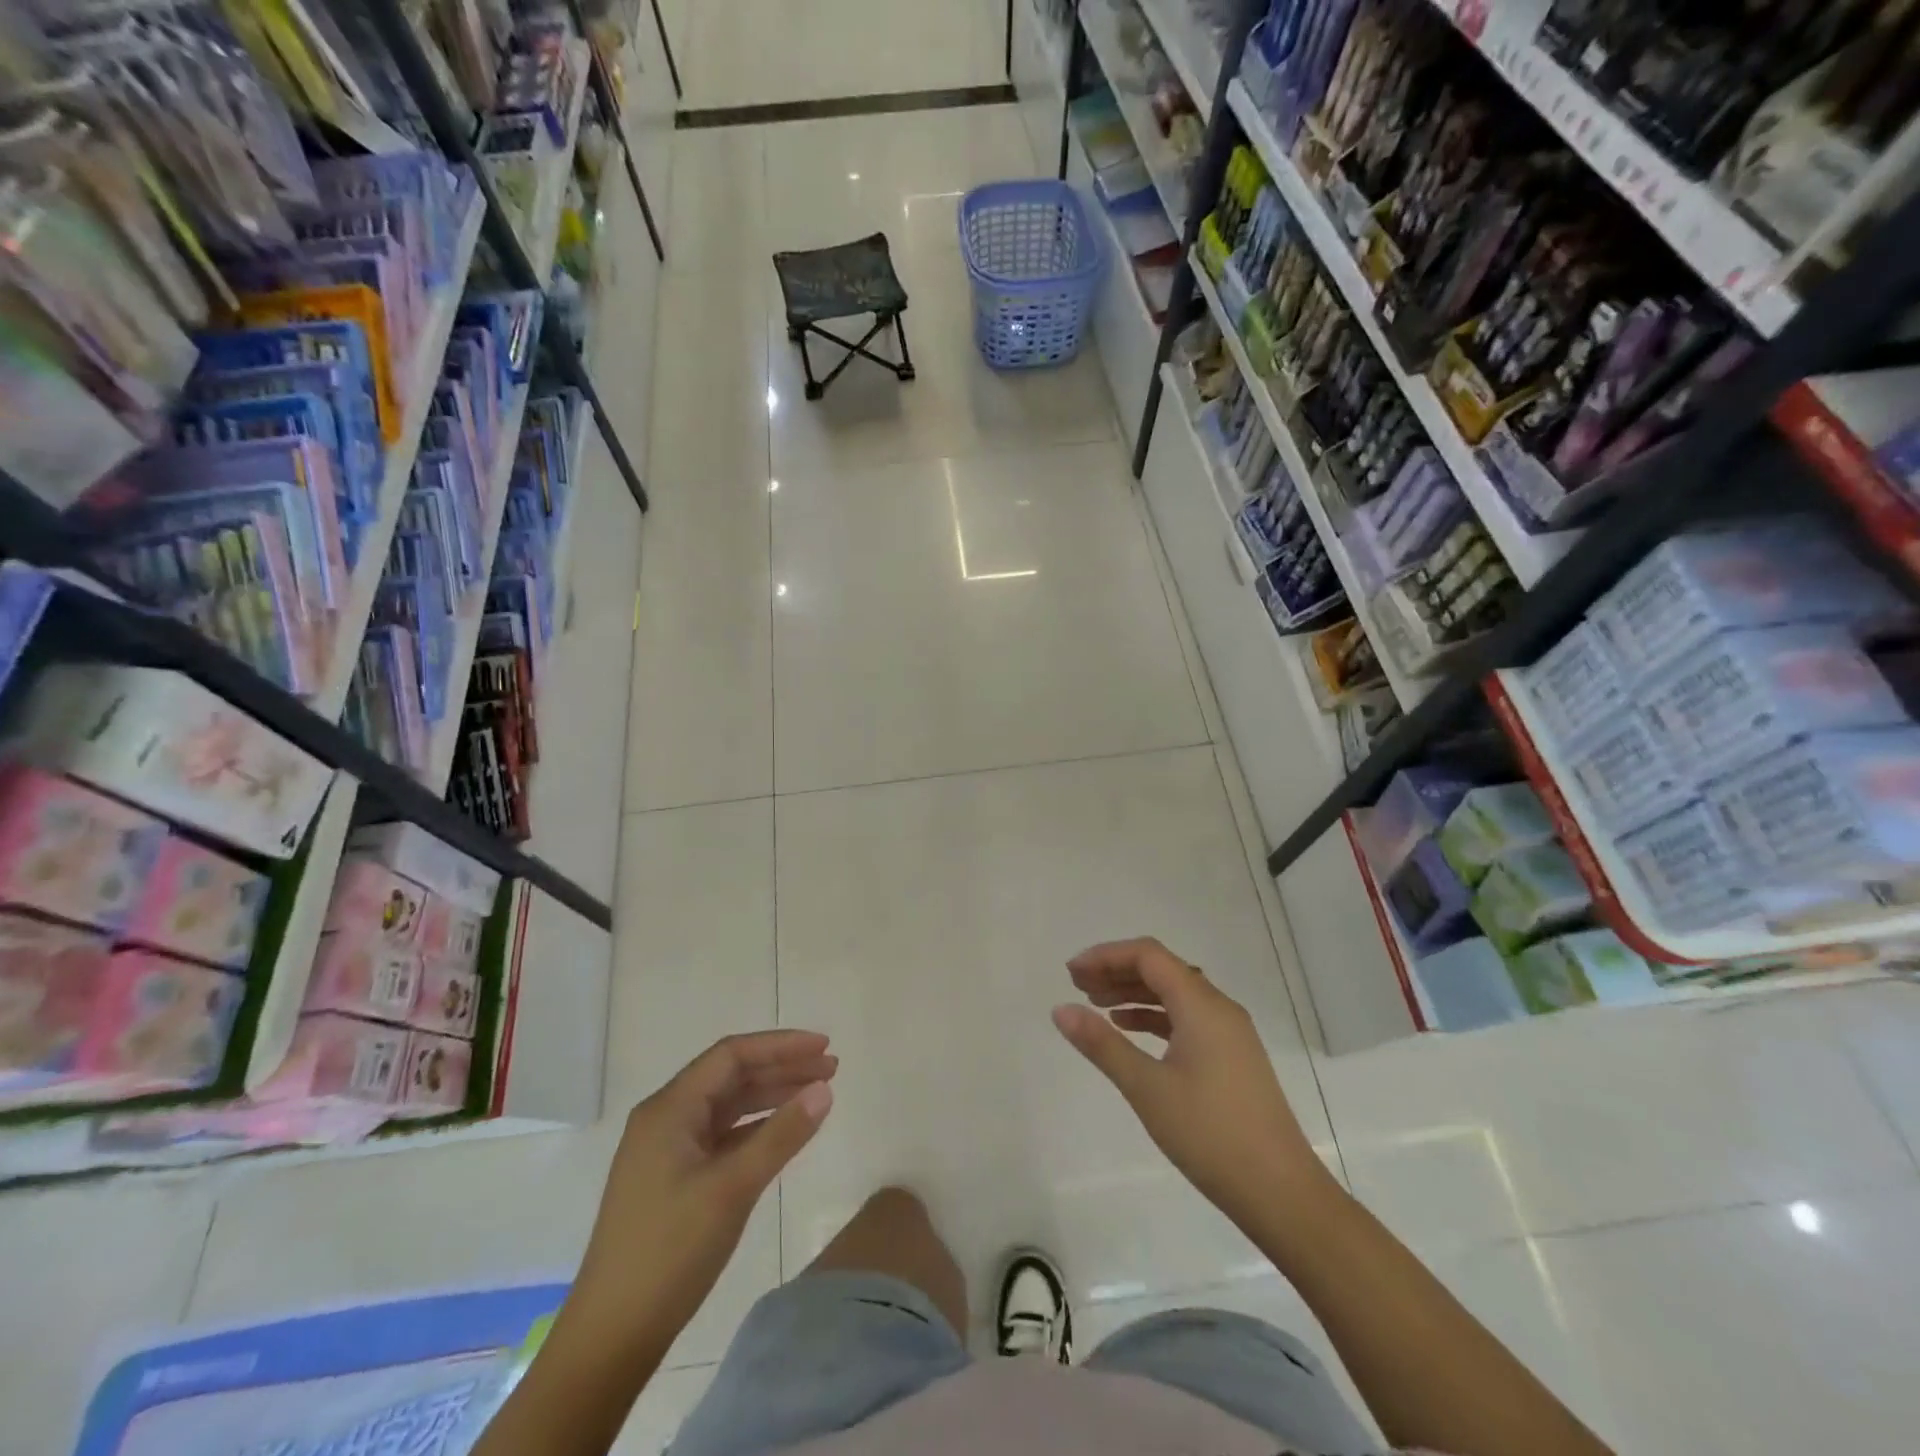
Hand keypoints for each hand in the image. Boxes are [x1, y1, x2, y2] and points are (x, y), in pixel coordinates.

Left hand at [569, 1031, 836, 1350]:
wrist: (610, 1338)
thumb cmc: (669, 1253)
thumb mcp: (732, 1188)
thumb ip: (781, 1135)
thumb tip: (824, 1090)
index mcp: (669, 1109)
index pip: (732, 1055)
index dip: (781, 1046)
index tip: (824, 1046)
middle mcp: (666, 1119)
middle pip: (731, 1076)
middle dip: (781, 1068)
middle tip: (831, 1068)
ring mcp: (668, 1150)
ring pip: (728, 1106)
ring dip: (772, 1096)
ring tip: (818, 1094)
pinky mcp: (674, 1179)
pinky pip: (723, 1136)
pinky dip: (757, 1127)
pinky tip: (785, 1132)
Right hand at [1052, 939, 1328, 1223]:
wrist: (1281, 1193)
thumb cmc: (1209, 1134)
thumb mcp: (1146, 1087)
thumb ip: (1102, 1044)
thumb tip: (1060, 1009)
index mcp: (1201, 1004)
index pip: (1148, 955)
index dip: (1106, 956)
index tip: (1071, 973)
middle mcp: (1219, 1008)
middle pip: (1162, 969)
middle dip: (1117, 971)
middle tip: (1077, 986)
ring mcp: (1230, 1033)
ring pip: (1174, 994)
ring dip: (1134, 993)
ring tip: (1096, 1006)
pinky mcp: (1232, 1057)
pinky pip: (1187, 1018)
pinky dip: (1154, 1016)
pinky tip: (1130, 1031)